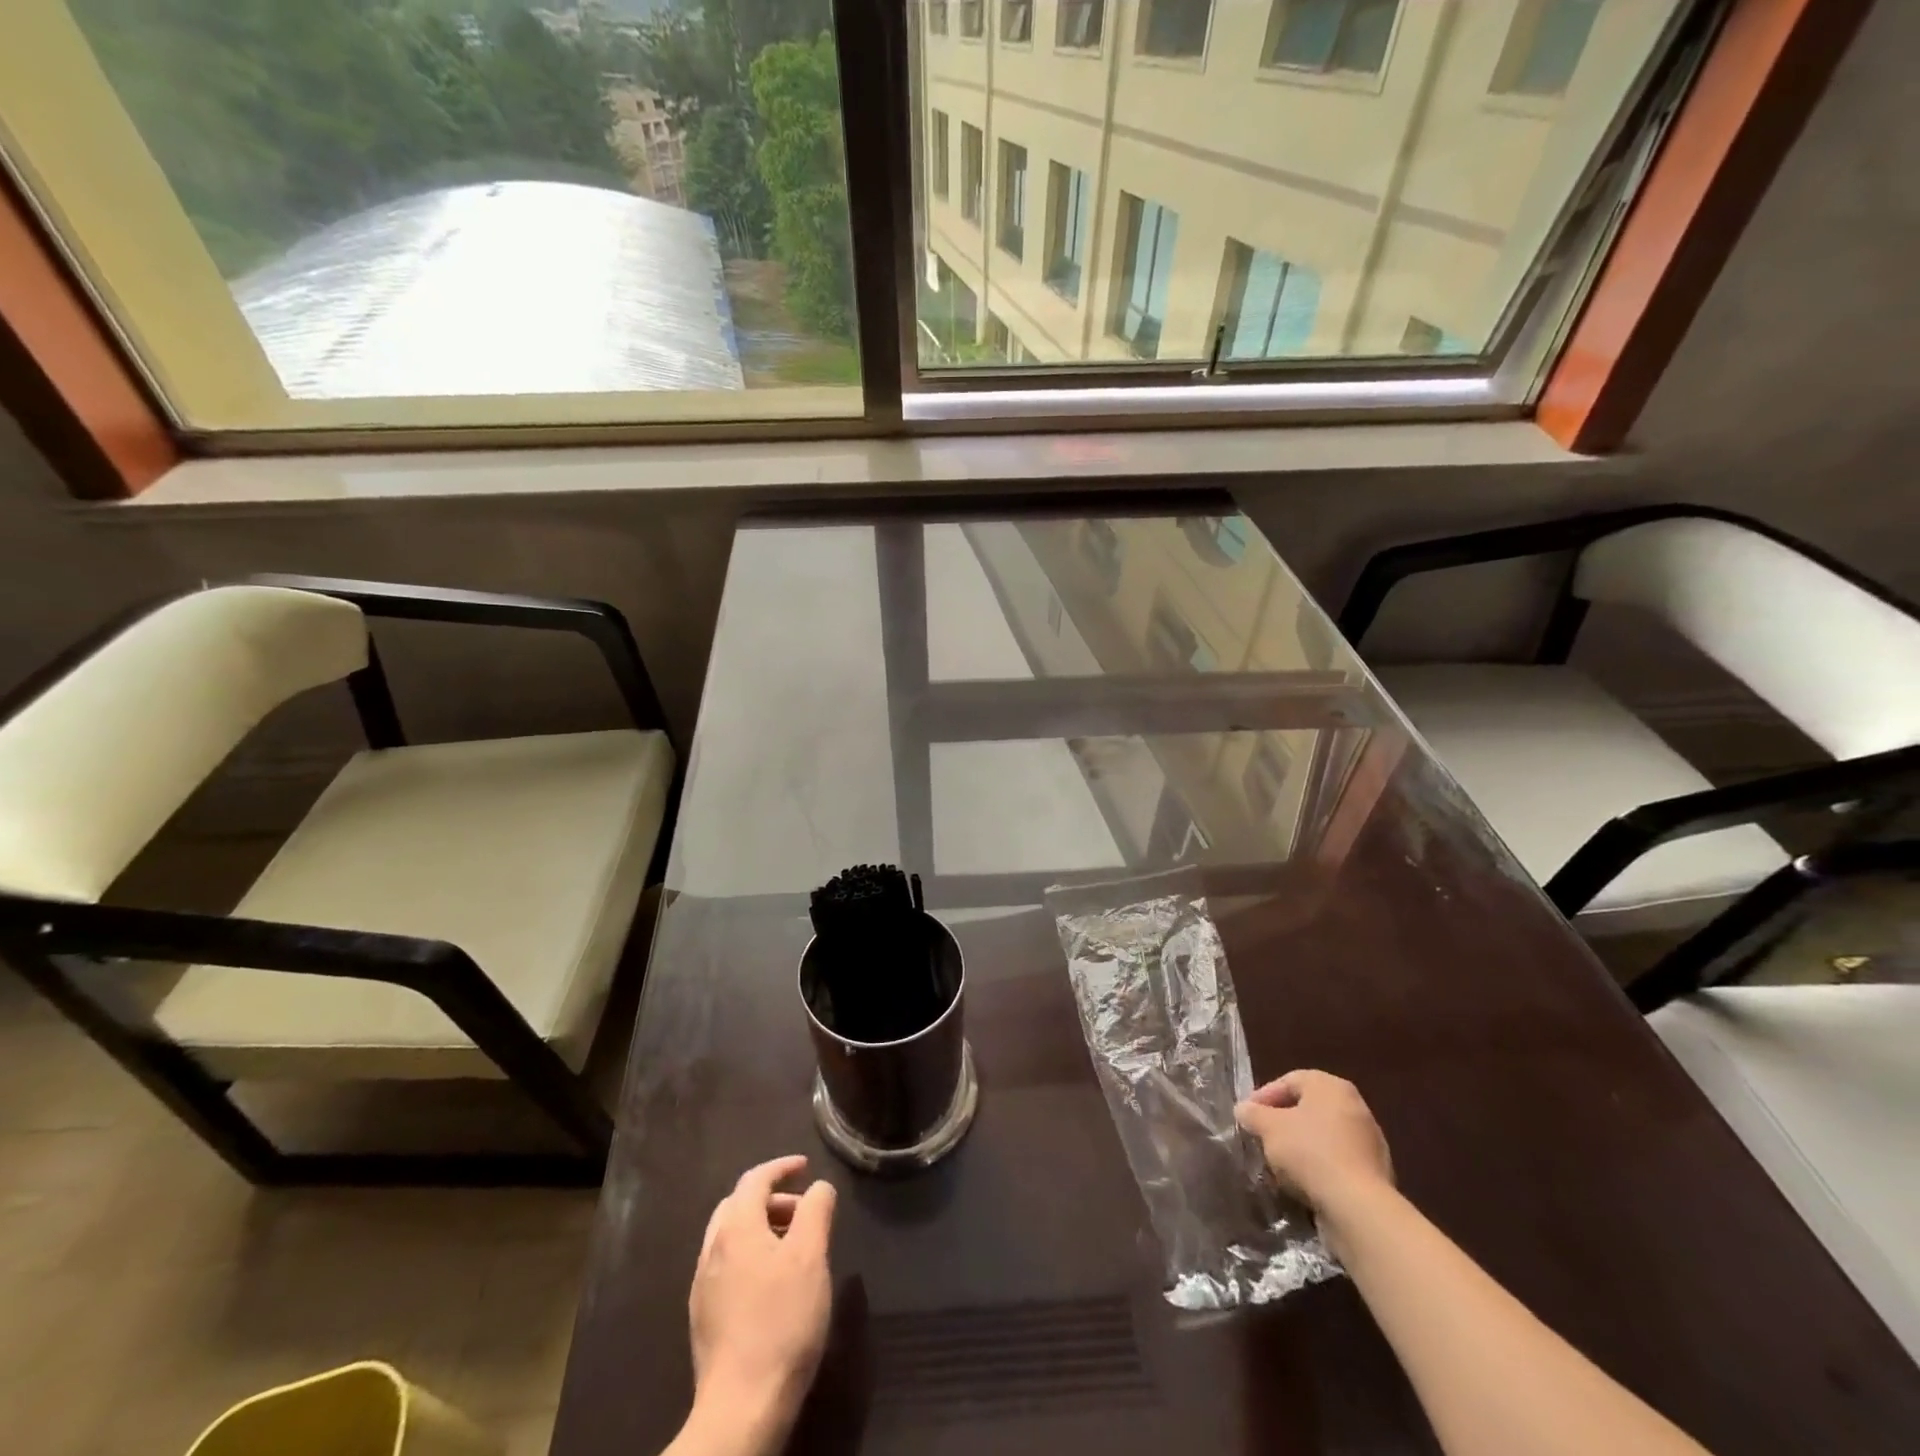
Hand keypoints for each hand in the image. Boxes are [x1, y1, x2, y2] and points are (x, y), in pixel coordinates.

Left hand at [686, 1155, 837, 1450]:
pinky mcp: (703, 1317)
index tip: (806, 1166)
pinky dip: (750, 1254)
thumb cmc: (781, 1321)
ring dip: (761, 1227)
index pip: (755, 1179)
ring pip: (731, 1236)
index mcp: (735, 1227)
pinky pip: (727, 1265)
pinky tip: (772, 1282)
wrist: (740, 1407)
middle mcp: (712, 1249)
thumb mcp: (810, 1257)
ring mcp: (703, 1285)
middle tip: (802, 1210)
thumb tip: (818, 1186)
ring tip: (793, 1246)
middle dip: (771, 1198)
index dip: (782, 1167)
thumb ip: (816, 1211)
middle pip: (738, 1204)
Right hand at [1236, 1069, 1392, 1214]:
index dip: (1264, 1096)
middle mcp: (1355, 1107)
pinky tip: (1302, 1185)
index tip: (1247, 1116)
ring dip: (1300, 1148)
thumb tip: (1244, 1109)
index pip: (1289, 1081)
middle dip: (1282, 1124)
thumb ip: (1253, 1114)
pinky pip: (1337, 1163)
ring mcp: (1369, 1142)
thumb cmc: (1310, 1152)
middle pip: (1308, 1109)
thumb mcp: (1268, 1128)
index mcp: (1331, 1086)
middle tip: (1262, 1138)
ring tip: (1278, 1166)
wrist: (1358, 1208)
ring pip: (1323, 1138)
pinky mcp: (1375, 1175)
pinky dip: (1319, 1169)